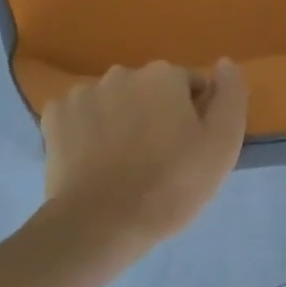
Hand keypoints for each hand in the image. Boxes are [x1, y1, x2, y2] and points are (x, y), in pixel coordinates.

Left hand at [40, 60, 248, 256]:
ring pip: (113, 101)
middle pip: (149, 91)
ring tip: (122, 163)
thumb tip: (225, 63)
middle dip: (155, 114)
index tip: (189, 149)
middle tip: (158, 158)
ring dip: (120, 120)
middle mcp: (121, 73)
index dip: (195, 116)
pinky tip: (93, 160)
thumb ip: (231, 96)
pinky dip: (88, 131)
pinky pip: (80, 117)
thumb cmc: (171, 185)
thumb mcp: (222, 145)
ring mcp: (82, 93)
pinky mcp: (54, 116)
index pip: (190, 86)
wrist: (101, 223)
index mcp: (163, 75)